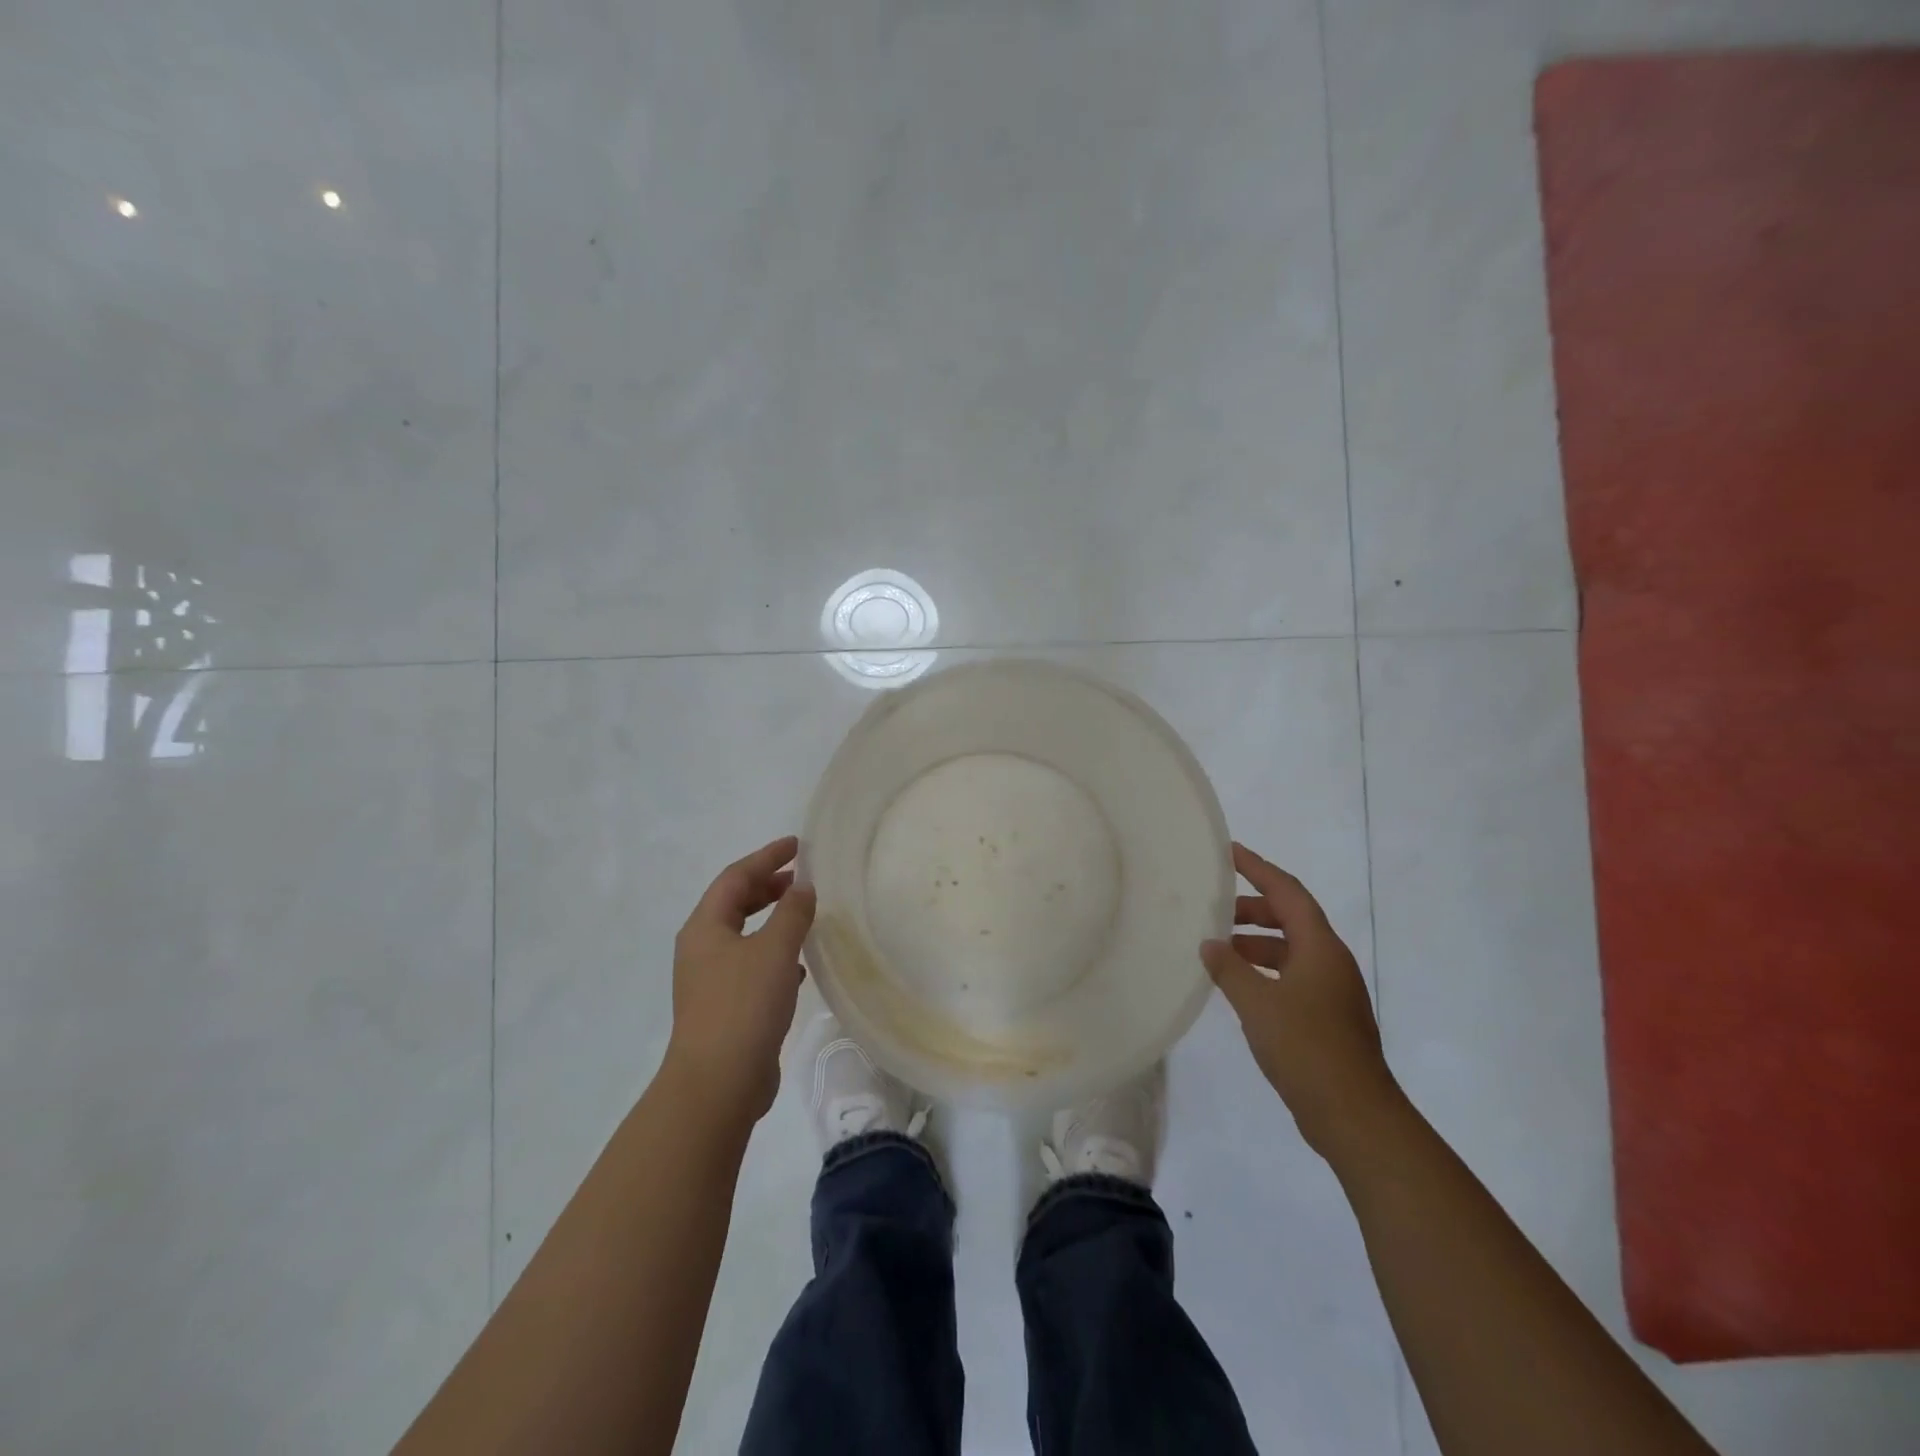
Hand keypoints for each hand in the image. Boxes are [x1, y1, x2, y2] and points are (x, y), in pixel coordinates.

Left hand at [663, 836, 815, 1125]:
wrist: (718, 1083)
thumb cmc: (744, 1005)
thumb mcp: (775, 950)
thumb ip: (792, 912)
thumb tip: (802, 887)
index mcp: (705, 927)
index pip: (735, 877)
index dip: (766, 857)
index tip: (797, 845)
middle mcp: (702, 949)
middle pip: (734, 904)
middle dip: (767, 886)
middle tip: (801, 878)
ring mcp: (710, 980)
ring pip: (744, 936)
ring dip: (772, 920)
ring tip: (804, 914)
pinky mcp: (724, 1008)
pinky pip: (751, 965)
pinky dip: (774, 954)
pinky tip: (799, 965)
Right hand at [1200, 842, 1399, 1156]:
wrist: (1354, 1116)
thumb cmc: (1306, 1048)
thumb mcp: (1257, 1003)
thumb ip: (1230, 969)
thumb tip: (1210, 944)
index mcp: (1320, 948)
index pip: (1287, 892)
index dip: (1258, 868)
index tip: (1229, 852)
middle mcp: (1330, 962)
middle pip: (1290, 918)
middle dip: (1252, 908)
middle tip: (1214, 908)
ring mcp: (1331, 991)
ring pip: (1290, 950)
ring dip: (1255, 943)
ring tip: (1217, 948)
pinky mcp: (1326, 1018)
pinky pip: (1290, 977)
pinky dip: (1263, 971)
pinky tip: (1237, 985)